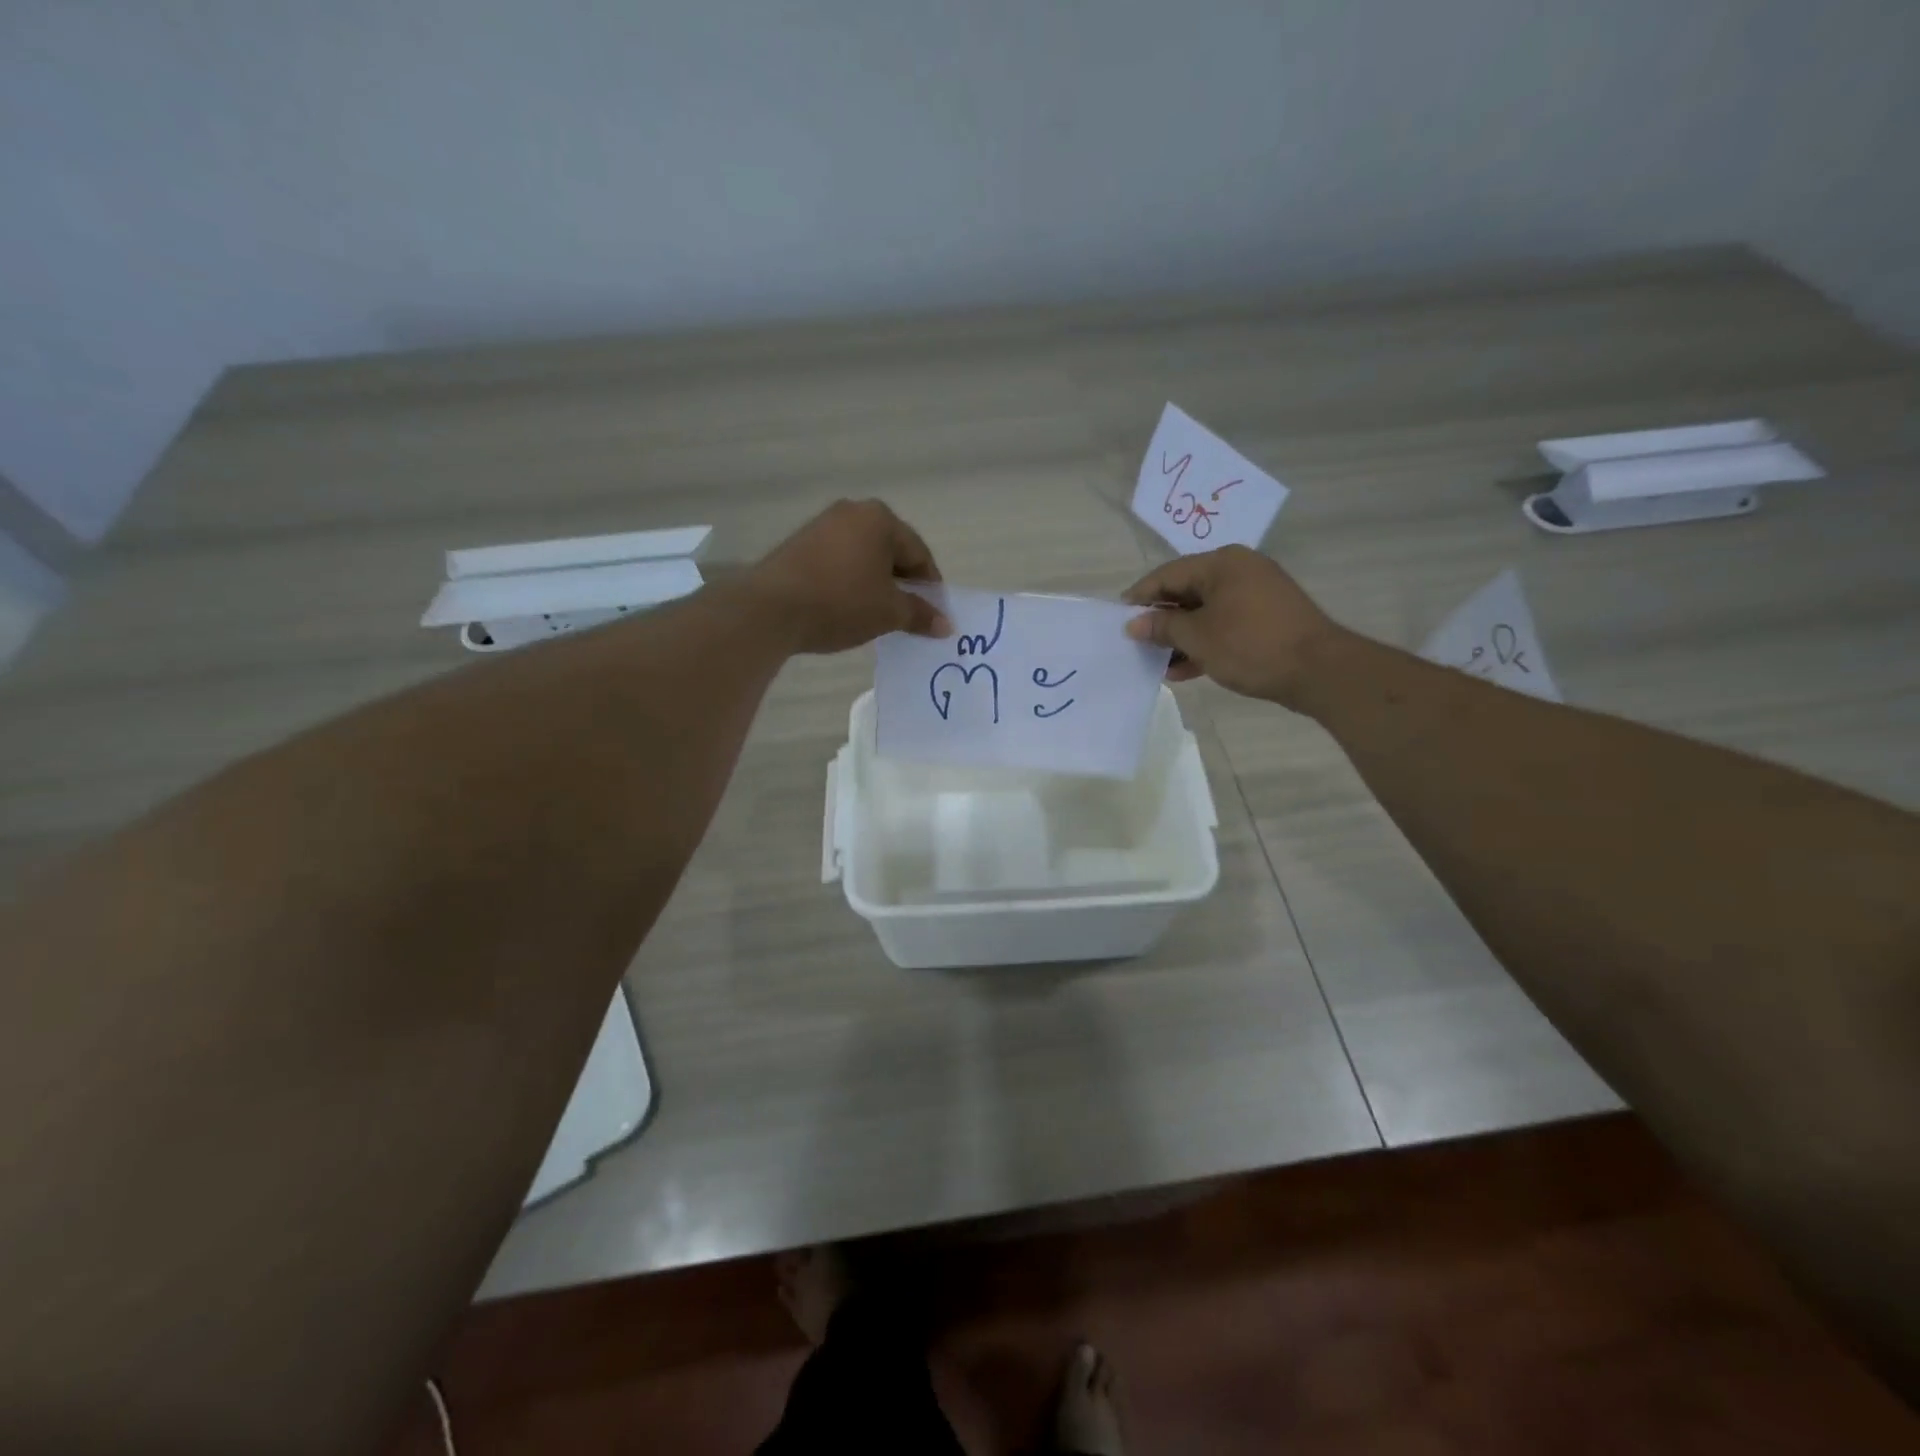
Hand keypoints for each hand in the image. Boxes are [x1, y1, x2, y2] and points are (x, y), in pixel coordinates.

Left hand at [746, 499, 950, 654]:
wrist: (771, 609)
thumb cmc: (842, 602)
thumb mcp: (888, 612)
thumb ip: (920, 614)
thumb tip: (945, 624)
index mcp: (880, 519)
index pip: (918, 553)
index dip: (930, 586)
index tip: (933, 614)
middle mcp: (852, 512)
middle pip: (890, 551)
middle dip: (902, 583)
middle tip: (908, 615)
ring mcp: (821, 525)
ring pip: (863, 557)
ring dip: (875, 584)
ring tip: (877, 615)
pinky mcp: (799, 544)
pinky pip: (838, 562)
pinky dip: (850, 582)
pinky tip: (847, 607)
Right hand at [1122, 546, 1341, 708]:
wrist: (1319, 670)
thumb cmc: (1251, 645)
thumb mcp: (1198, 637)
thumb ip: (1162, 627)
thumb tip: (1134, 623)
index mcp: (1222, 563)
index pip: (1168, 574)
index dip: (1141, 597)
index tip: (1120, 618)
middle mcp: (1239, 570)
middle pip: (1187, 591)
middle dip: (1162, 620)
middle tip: (1138, 643)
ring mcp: (1256, 594)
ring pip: (1205, 612)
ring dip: (1181, 637)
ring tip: (1159, 663)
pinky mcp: (1267, 618)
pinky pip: (1225, 624)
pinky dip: (1205, 643)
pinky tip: (1185, 670)